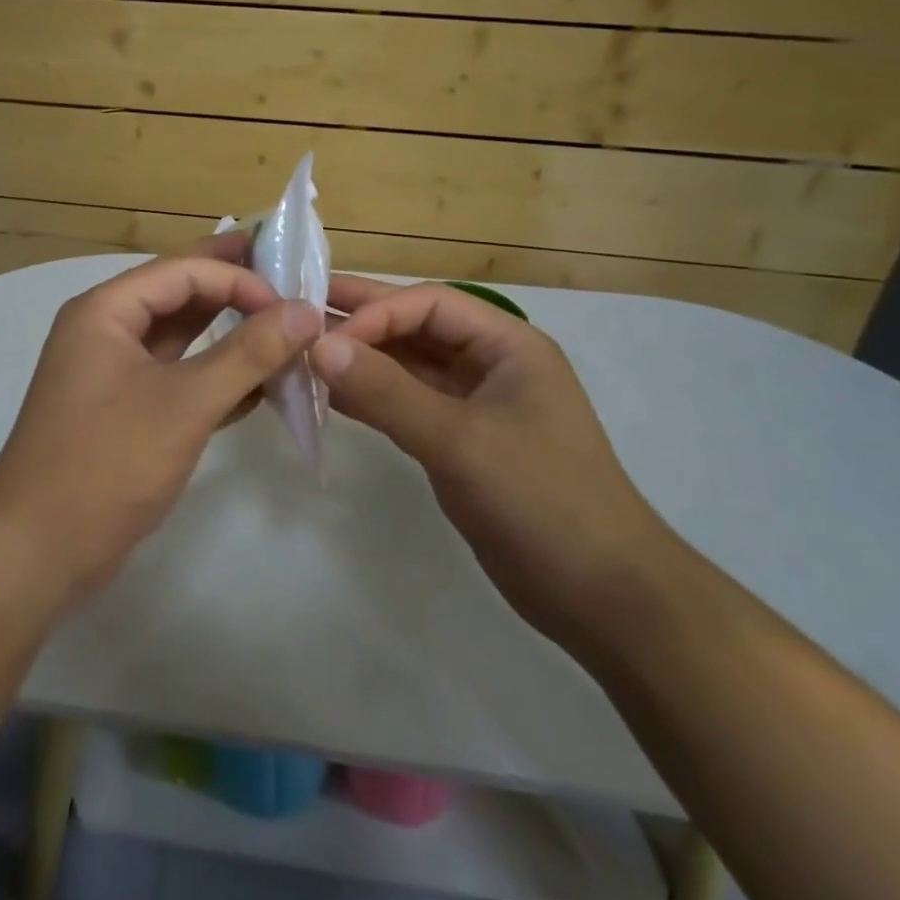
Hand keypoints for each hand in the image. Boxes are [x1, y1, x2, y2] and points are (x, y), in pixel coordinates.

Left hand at [0, 243, 323, 607]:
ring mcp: (113, 373)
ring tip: (284, 332)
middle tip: (290, 282)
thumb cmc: (108, 464)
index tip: (292, 302)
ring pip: (180, 338)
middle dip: (234, 289)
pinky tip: (259, 387)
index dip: (239, 277)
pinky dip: (215, 376)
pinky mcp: (124, 410)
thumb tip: (307, 311)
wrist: (39, 552)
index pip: (182, 271)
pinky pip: (176, 376)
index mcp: (105, 311)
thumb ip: (249, 353)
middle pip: (179, 295)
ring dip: (229, 335)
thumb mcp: (185, 403)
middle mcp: (105, 331)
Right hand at [313, 276, 676, 650]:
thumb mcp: (460, 441)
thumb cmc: (541, 501)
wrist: (601, 595)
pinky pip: (407, 405)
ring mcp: (475, 405)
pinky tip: (330, 398)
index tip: (324, 338)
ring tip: (302, 354)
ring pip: (408, 367)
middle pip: (417, 328)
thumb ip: (387, 392)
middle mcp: (490, 365)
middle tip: (298, 312)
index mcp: (508, 345)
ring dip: (361, 361)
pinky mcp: (460, 443)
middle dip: (361, 321)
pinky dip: (371, 399)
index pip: (430, 304)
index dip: (376, 312)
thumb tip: (318, 346)